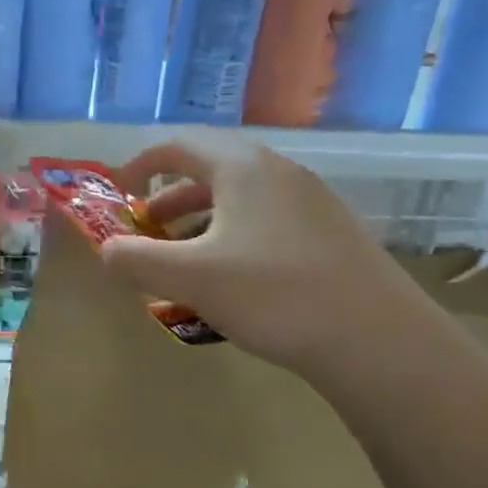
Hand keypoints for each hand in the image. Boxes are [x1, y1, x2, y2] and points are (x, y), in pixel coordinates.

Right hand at [98, 139, 427, 376]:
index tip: (118, 192)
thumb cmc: (273, 295)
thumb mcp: (189, 278)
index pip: (179, 145)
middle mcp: (278, 173)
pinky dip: (231, 238)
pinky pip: (265, 222)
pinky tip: (229, 281)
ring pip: (239, 200)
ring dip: (199, 223)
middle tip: (144, 231)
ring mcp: (311, 203)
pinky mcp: (330, 235)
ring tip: (181, 261)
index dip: (140, 164)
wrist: (380, 342)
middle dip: (168, 200)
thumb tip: (107, 251)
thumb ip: (135, 260)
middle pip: (209, 171)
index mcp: (243, 168)